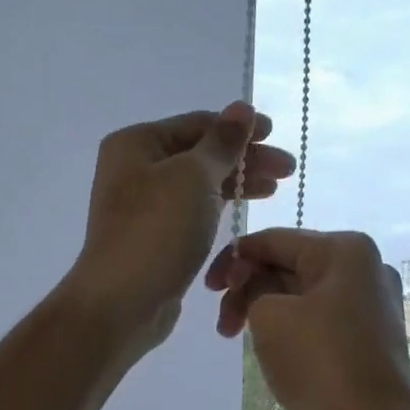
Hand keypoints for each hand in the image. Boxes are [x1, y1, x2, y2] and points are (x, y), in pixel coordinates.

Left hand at [64, 103, 295, 354]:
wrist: (122, 302)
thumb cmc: (157, 231)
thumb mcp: (194, 177)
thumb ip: (222, 142)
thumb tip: (242, 107)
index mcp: (136, 144)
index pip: (197, 124)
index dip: (239, 129)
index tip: (277, 135)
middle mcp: (135, 171)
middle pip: (199, 155)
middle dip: (244, 160)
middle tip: (287, 170)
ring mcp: (143, 208)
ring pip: (198, 186)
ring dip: (236, 184)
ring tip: (274, 190)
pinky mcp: (155, 239)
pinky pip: (193, 214)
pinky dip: (219, 209)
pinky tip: (243, 212)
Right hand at [205, 228, 409, 409]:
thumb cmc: (318, 361)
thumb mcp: (268, 315)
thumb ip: (252, 287)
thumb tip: (256, 286)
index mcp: (345, 250)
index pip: (274, 240)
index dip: (232, 260)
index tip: (207, 290)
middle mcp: (365, 268)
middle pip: (289, 266)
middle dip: (248, 290)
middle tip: (224, 325)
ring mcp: (372, 303)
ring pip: (302, 295)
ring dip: (264, 311)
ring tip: (240, 341)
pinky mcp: (370, 336)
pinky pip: (318, 318)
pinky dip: (289, 327)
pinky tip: (273, 350)